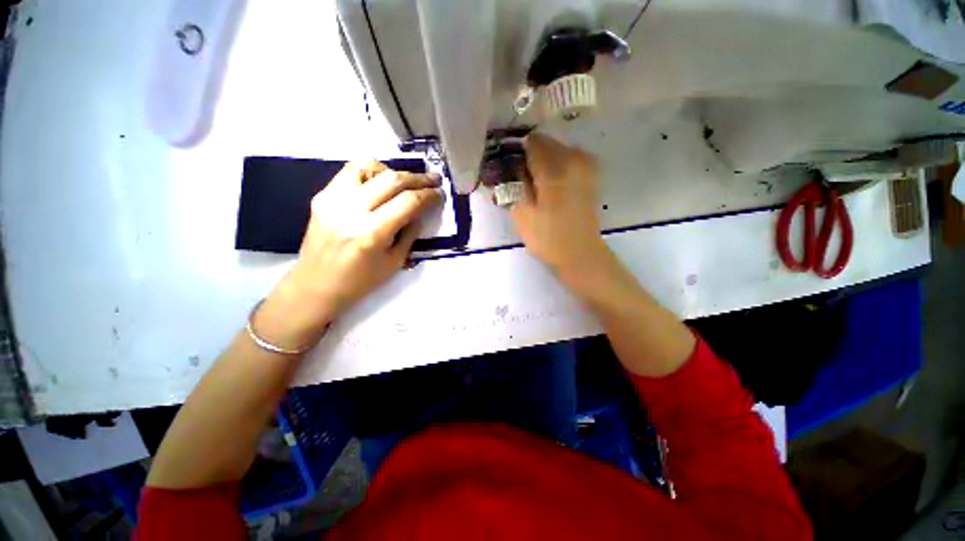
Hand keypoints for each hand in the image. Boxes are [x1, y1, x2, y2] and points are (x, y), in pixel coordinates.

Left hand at [256, 161, 442, 349]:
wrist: (315, 285)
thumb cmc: (360, 281)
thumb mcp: (395, 262)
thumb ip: (410, 233)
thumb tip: (420, 210)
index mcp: (371, 233)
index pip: (407, 202)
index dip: (428, 195)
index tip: (439, 193)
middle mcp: (350, 210)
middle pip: (391, 179)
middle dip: (417, 178)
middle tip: (433, 179)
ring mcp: (332, 199)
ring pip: (368, 166)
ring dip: (392, 172)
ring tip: (404, 182)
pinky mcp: (322, 196)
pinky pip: (350, 172)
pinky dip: (371, 173)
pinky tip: (380, 184)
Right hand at [510, 133, 609, 284]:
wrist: (580, 254)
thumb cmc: (548, 238)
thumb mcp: (521, 213)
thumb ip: (513, 184)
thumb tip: (509, 166)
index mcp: (556, 167)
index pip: (531, 142)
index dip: (516, 152)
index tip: (508, 168)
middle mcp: (575, 158)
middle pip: (545, 143)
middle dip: (529, 157)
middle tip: (518, 180)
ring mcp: (586, 165)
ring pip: (556, 151)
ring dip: (542, 163)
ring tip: (533, 185)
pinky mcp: (590, 175)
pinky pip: (567, 160)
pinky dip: (554, 168)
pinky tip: (548, 187)